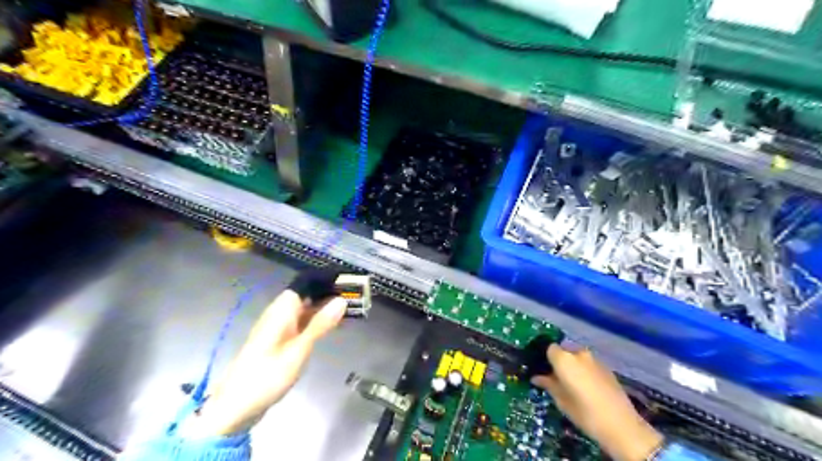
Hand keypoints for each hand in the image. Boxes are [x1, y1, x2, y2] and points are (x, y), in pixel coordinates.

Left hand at [180, 290, 343, 437]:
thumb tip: (341, 300)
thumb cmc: (268, 376)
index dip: (325, 281)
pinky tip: (329, 328)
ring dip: (323, 309)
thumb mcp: (299, 350)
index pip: (304, 284)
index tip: (347, 282)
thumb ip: (320, 324)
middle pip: (305, 295)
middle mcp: (278, 314)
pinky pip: (300, 323)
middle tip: (354, 298)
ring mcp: (277, 328)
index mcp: (281, 311)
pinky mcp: (277, 341)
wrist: (235, 407)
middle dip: (327, 295)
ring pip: (304, 310)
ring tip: (348, 311)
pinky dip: (315, 322)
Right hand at [530, 343, 663, 459]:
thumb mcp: (561, 400)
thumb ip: (548, 385)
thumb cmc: (584, 412)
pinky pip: (589, 364)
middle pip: (564, 351)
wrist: (621, 425)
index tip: (544, 371)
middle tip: (557, 378)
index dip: (546, 359)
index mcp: (564, 359)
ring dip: (573, 366)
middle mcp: (578, 353)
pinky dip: (585, 370)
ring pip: (578, 357)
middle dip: (560, 362)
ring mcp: (594, 359)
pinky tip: (587, 387)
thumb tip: (537, 377)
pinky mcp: (607, 367)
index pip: (549, 349)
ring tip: (573, 384)